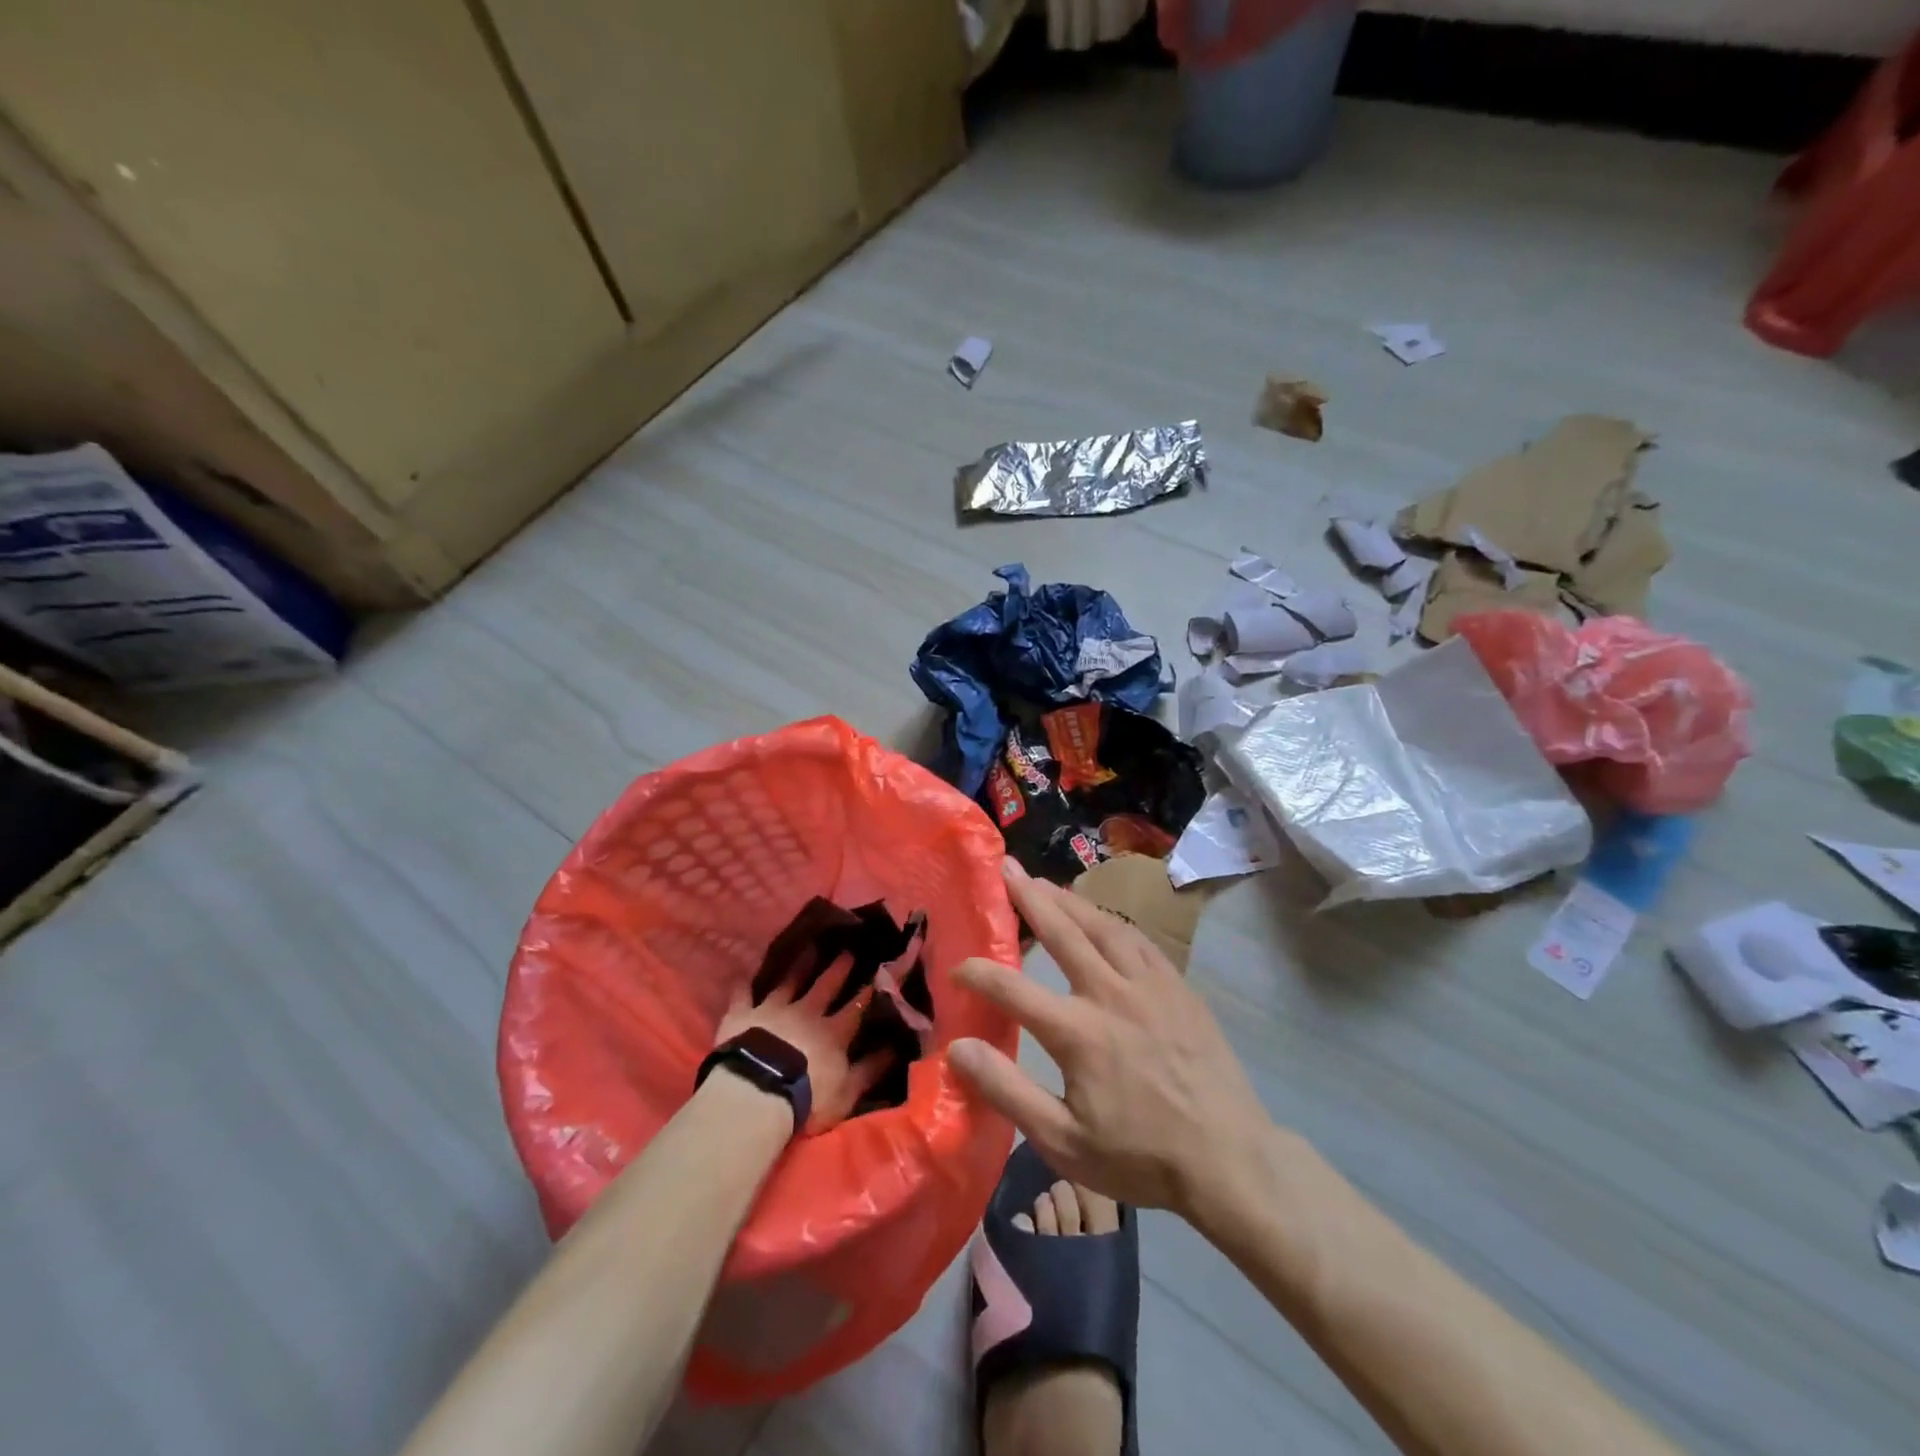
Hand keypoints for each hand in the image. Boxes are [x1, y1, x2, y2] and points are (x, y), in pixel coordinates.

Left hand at [714, 953, 889, 1131]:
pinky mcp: (743, 1015)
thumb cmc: (807, 1098)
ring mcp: (773, 1010)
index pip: (856, 1007)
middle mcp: (806, 1012)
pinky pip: (743, 995)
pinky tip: (743, 974)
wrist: (757, 1092)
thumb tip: (897, 1048)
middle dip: (838, 968)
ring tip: (809, 947)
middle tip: (847, 949)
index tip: (880, 970)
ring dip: (800, 965)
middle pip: (825, 986)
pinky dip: (744, 984)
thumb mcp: (847, 1091)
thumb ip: (871, 1069)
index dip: (868, 990)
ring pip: (789, 981)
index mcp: (833, 1032)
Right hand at [948, 859, 1273, 1216]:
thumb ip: (1007, 1090)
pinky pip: (1138, 939)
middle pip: (1062, 931)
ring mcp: (1149, 984)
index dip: (979, 973)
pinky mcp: (1177, 987)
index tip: (957, 966)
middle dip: (1028, 897)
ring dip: (1069, 901)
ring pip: (1102, 926)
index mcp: (1078, 1032)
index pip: (1012, 989)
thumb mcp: (1064, 1141)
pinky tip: (1100, 918)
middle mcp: (1111, 993)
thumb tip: (958, 1048)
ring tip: (1044, 883)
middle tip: (1006, 868)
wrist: (1229, 1158)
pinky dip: (1110, 921)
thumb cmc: (1140, 1157)